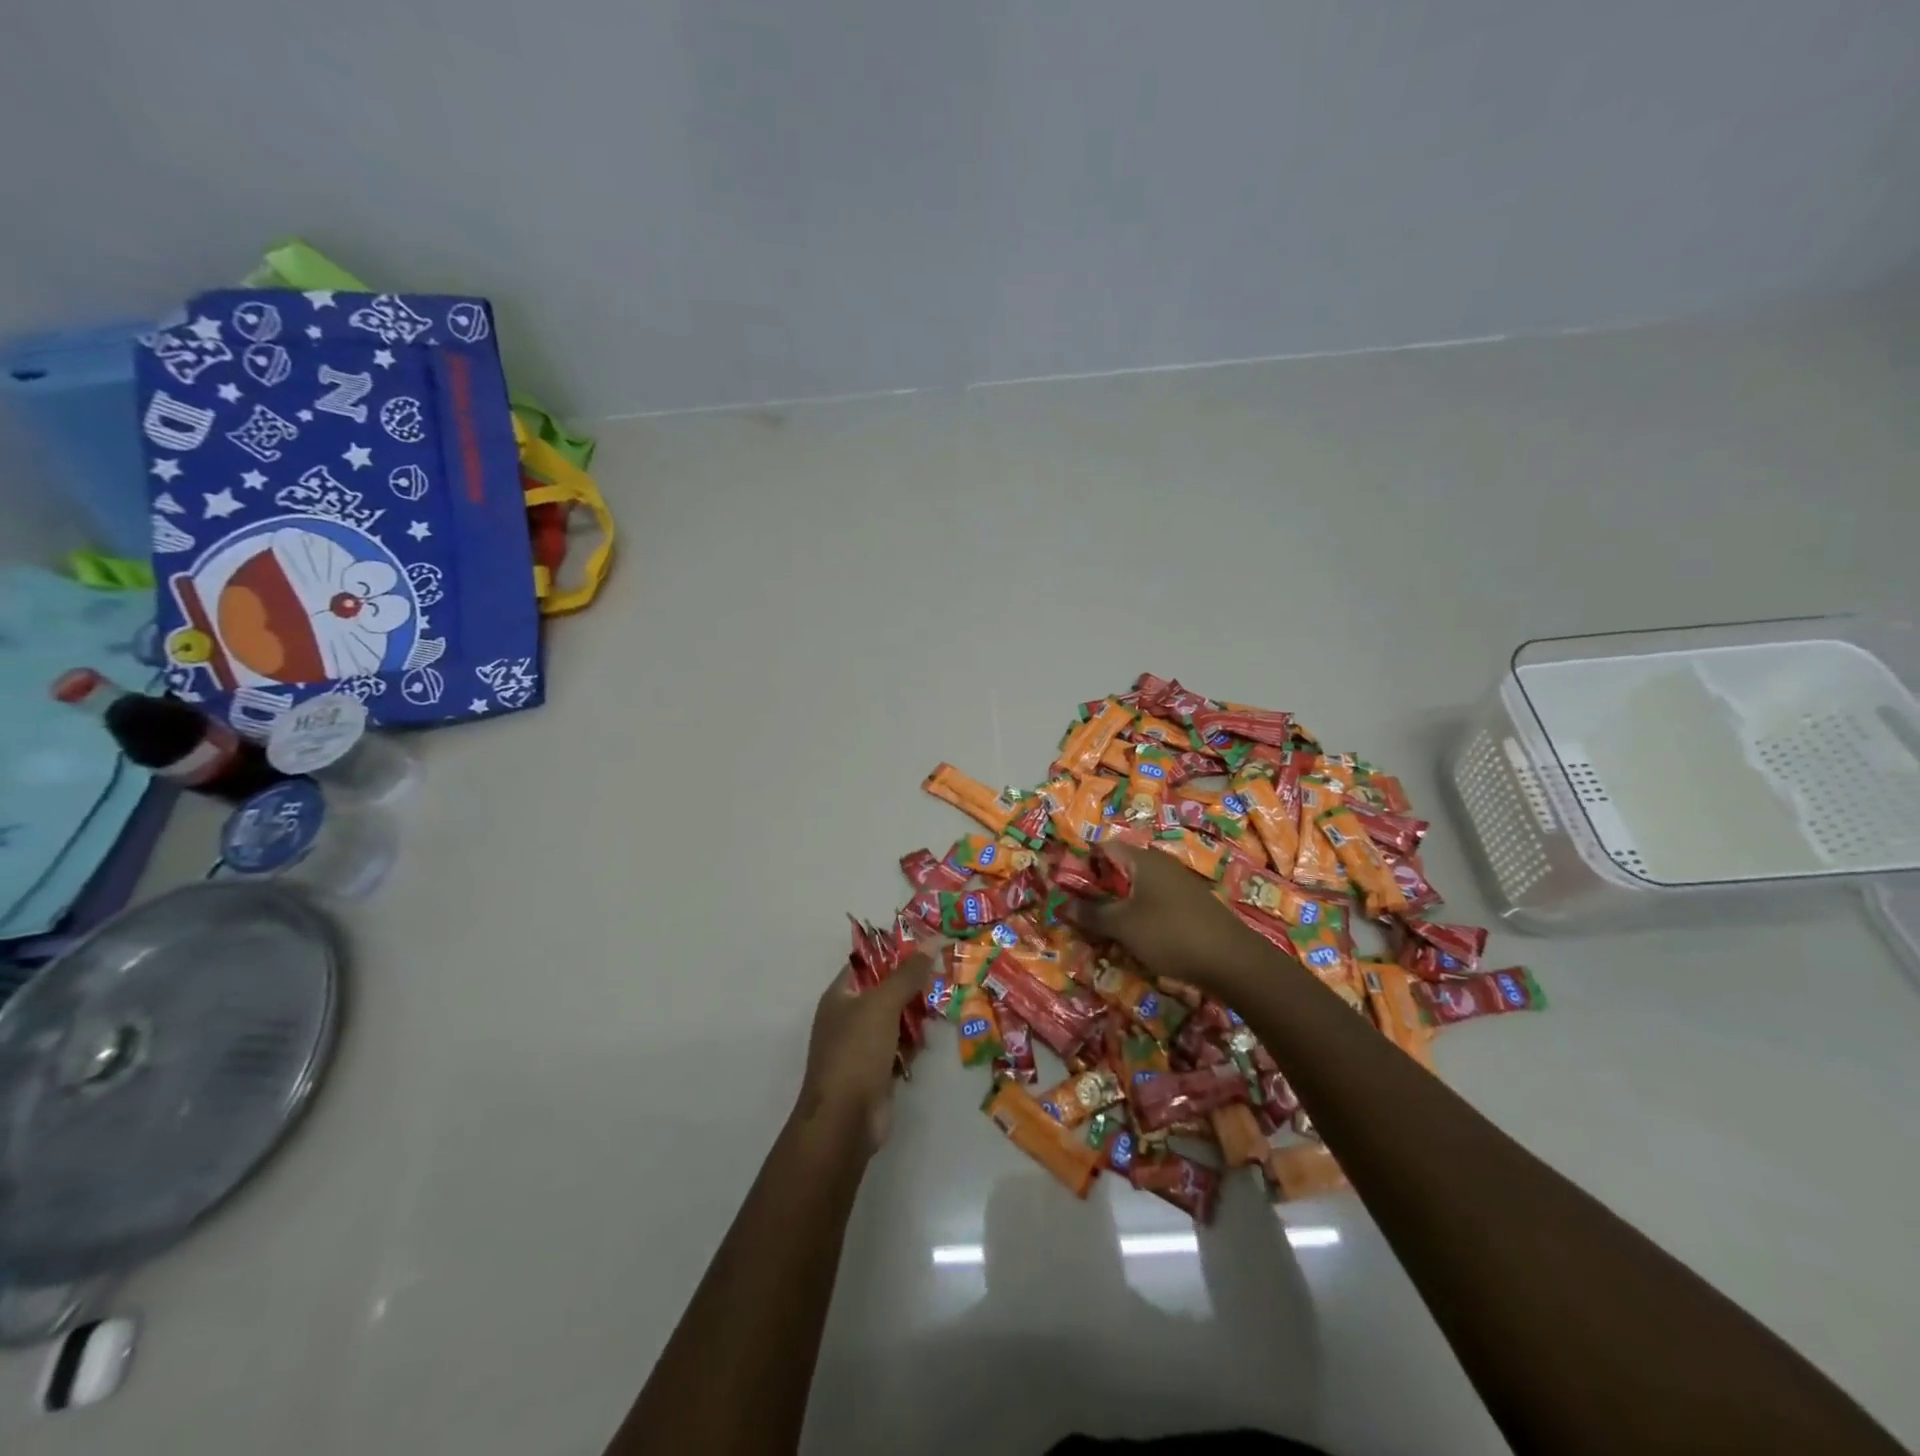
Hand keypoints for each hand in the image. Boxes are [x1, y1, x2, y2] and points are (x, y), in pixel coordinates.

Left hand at [794, 949, 934, 1151]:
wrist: (845, 1119)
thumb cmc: (857, 1052)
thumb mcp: (882, 1004)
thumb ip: (907, 974)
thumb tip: (931, 941)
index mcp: (840, 996)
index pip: (867, 963)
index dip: (894, 952)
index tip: (926, 945)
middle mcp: (848, 1017)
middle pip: (884, 990)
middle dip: (912, 984)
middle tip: (944, 973)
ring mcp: (862, 1046)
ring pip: (895, 1019)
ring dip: (916, 1014)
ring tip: (946, 1000)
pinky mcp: (877, 1070)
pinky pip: (899, 1046)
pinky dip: (914, 1042)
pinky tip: (932, 1037)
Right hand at [1066, 841, 1258, 988]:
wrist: (1233, 961)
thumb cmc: (1170, 933)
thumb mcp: (1123, 925)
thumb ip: (1091, 914)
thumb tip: (1061, 905)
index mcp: (1142, 859)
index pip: (1104, 847)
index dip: (1082, 863)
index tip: (1065, 886)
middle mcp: (1160, 865)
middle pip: (1119, 869)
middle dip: (1097, 890)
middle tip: (1078, 913)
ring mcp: (1177, 886)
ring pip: (1136, 891)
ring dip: (1117, 908)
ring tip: (1100, 931)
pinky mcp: (1189, 908)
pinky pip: (1153, 906)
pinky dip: (1138, 919)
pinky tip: (1132, 940)